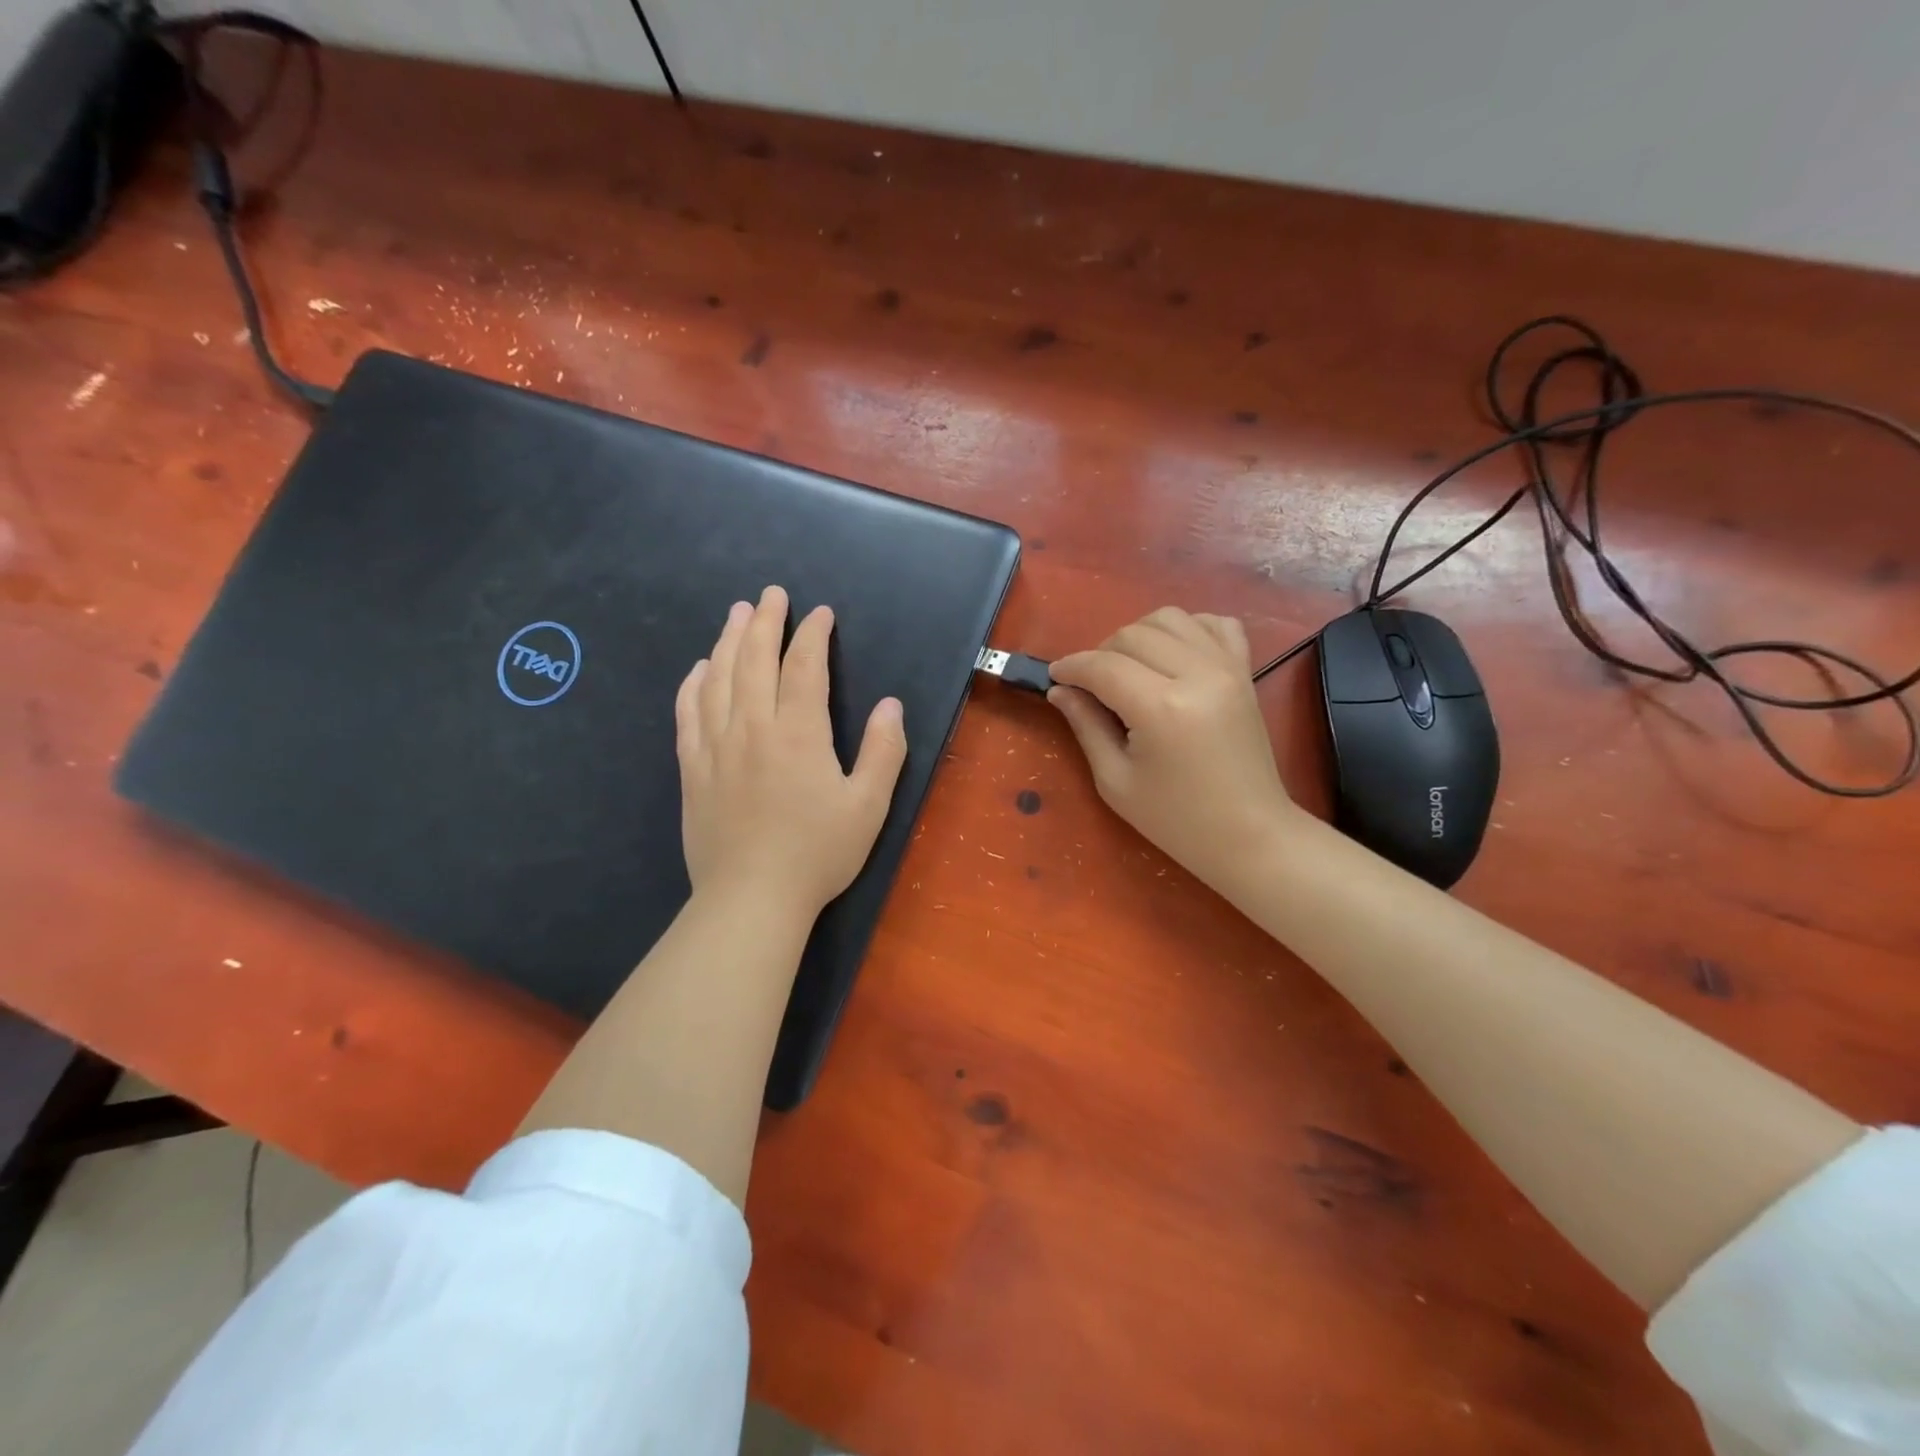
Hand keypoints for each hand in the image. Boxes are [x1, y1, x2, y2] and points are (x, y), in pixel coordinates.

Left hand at [675, 586, 907, 915]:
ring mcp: (716, 746)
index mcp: (799, 733)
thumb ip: (883, 750)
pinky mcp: (693, 769)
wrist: (751, 899)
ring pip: (718, 678)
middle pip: (754, 659)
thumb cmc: (818, 854)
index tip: (820, 613)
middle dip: (764, 621)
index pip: (804, 667)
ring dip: (728, 640)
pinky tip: (699, 669)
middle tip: (770, 594)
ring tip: (736, 614)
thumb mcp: (868, 806)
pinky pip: (688, 713)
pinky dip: (693, 684)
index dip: (812, 634)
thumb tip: (890, 704)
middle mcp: (752, 727)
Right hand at [1048, 607, 1298, 892]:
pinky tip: (1172, 654)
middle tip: (1091, 686)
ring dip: (1138, 634)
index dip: (1071, 667)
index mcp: (1161, 708)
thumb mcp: (1116, 781)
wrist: (1250, 834)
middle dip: (1100, 652)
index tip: (1055, 677)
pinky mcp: (1244, 670)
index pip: (1103, 666)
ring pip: (1169, 618)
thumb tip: (1060, 690)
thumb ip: (1086, 726)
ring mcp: (1227, 667)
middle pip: (1132, 634)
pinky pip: (1214, 623)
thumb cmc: (1176, 819)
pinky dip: (1186, 628)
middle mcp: (1197, 674)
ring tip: (1129, 668)